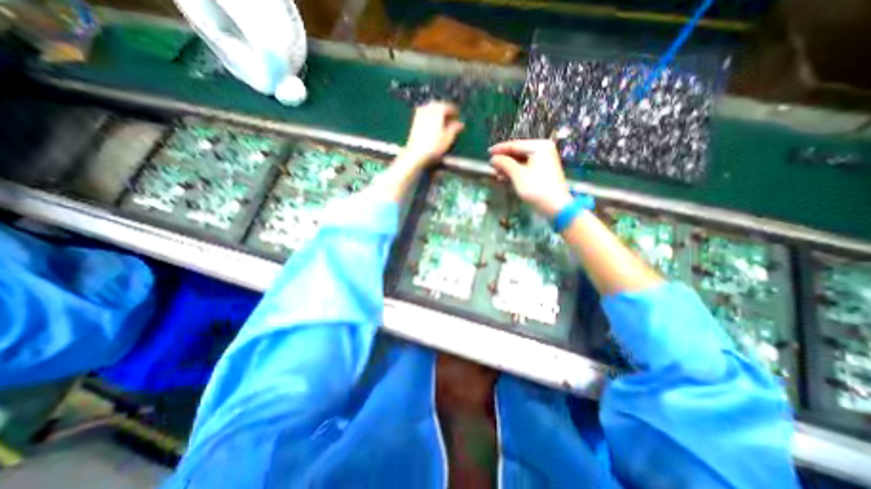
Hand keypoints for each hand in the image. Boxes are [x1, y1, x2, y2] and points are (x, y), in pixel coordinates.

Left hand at [400, 102, 465, 165]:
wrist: (416, 154)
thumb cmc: (434, 147)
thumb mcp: (448, 138)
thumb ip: (455, 129)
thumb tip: (460, 124)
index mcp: (438, 111)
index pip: (448, 106)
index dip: (454, 111)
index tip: (458, 117)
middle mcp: (428, 110)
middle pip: (438, 105)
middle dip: (445, 110)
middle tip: (450, 119)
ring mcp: (419, 115)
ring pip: (429, 109)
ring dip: (436, 113)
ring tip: (442, 122)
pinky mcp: (414, 122)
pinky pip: (423, 114)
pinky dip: (430, 117)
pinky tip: (432, 126)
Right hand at [490, 139, 573, 218]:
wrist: (555, 206)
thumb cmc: (536, 188)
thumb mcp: (517, 175)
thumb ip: (504, 164)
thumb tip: (493, 158)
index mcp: (539, 147)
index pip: (515, 145)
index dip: (500, 149)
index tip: (488, 152)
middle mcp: (543, 150)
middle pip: (518, 152)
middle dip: (504, 160)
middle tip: (492, 166)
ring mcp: (544, 161)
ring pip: (521, 161)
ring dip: (508, 168)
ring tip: (497, 175)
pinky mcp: (542, 171)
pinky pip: (525, 167)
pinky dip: (515, 172)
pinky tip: (506, 178)